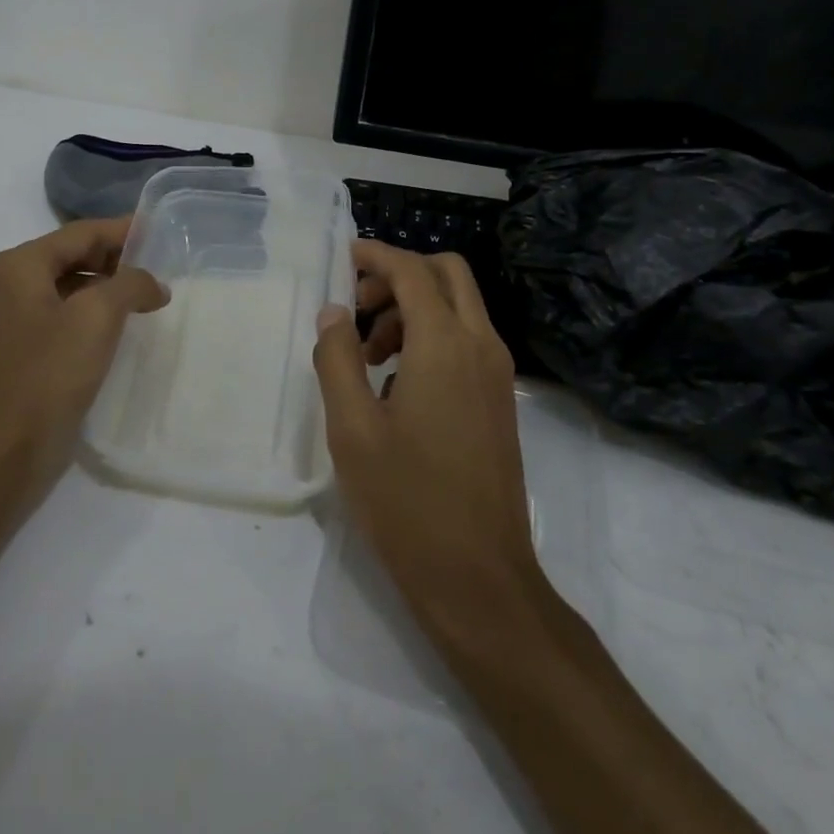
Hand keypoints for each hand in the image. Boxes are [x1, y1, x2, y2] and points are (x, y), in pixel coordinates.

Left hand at [0, 217, 167, 517]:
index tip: (163, 232)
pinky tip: (120, 333)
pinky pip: (62, 320)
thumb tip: (152, 284)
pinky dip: (93, 317)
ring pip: (69, 290)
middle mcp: (9, 286)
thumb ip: (130, 285)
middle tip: (162, 270)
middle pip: (73, 257)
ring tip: (149, 301)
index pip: (81, 232)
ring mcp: (11, 323)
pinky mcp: (19, 355)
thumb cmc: (44, 378)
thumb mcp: (96, 319)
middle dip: (118, 261)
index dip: (124, 230)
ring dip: (108, 291)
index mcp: (19, 266)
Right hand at [312, 241, 543, 639]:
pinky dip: (433, 335)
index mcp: (445, 344)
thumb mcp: (352, 429)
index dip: (375, 255)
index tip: (342, 257)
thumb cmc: (407, 501)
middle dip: (399, 275)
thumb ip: (338, 359)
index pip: (411, 271)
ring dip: (414, 308)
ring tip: (370, 355)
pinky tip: (396, 384)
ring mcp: (497, 374)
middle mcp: (480, 346)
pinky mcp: (499, 401)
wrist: (479, 577)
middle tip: (358, 308)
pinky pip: (467, 340)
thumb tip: (334, 313)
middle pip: (447, 274)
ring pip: (459, 307)